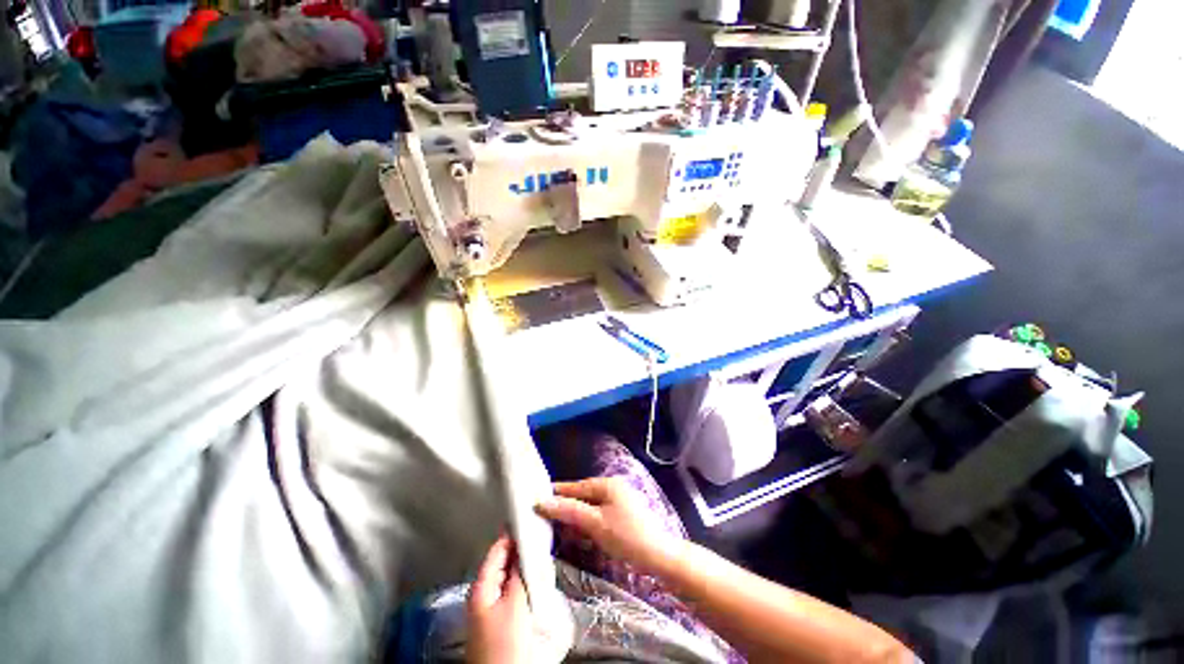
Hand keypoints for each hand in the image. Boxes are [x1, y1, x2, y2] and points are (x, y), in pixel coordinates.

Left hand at [467, 534, 532, 663]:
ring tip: (545, 554)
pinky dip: (527, 582)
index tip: (532, 516)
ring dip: (527, 566)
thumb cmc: (505, 644)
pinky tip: (540, 581)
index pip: (498, 548)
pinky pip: (516, 591)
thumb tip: (526, 547)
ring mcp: (494, 608)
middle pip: (505, 561)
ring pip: (512, 577)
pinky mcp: (504, 620)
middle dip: (523, 549)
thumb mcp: (515, 605)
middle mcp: (485, 593)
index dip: (514, 531)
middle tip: (543, 536)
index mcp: (482, 586)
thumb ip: (521, 573)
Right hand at [535, 478, 680, 574]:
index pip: (575, 486)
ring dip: (575, 516)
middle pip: (582, 495)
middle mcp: (612, 488)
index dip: (556, 492)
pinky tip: (577, 533)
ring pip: (589, 506)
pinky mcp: (621, 515)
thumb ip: (570, 511)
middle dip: (565, 506)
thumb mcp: (595, 523)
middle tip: (543, 516)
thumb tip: (543, 502)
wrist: (659, 556)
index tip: (536, 497)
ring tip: (556, 525)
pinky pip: (598, 515)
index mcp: (607, 484)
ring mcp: (618, 501)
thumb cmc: (627, 536)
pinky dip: (586, 523)